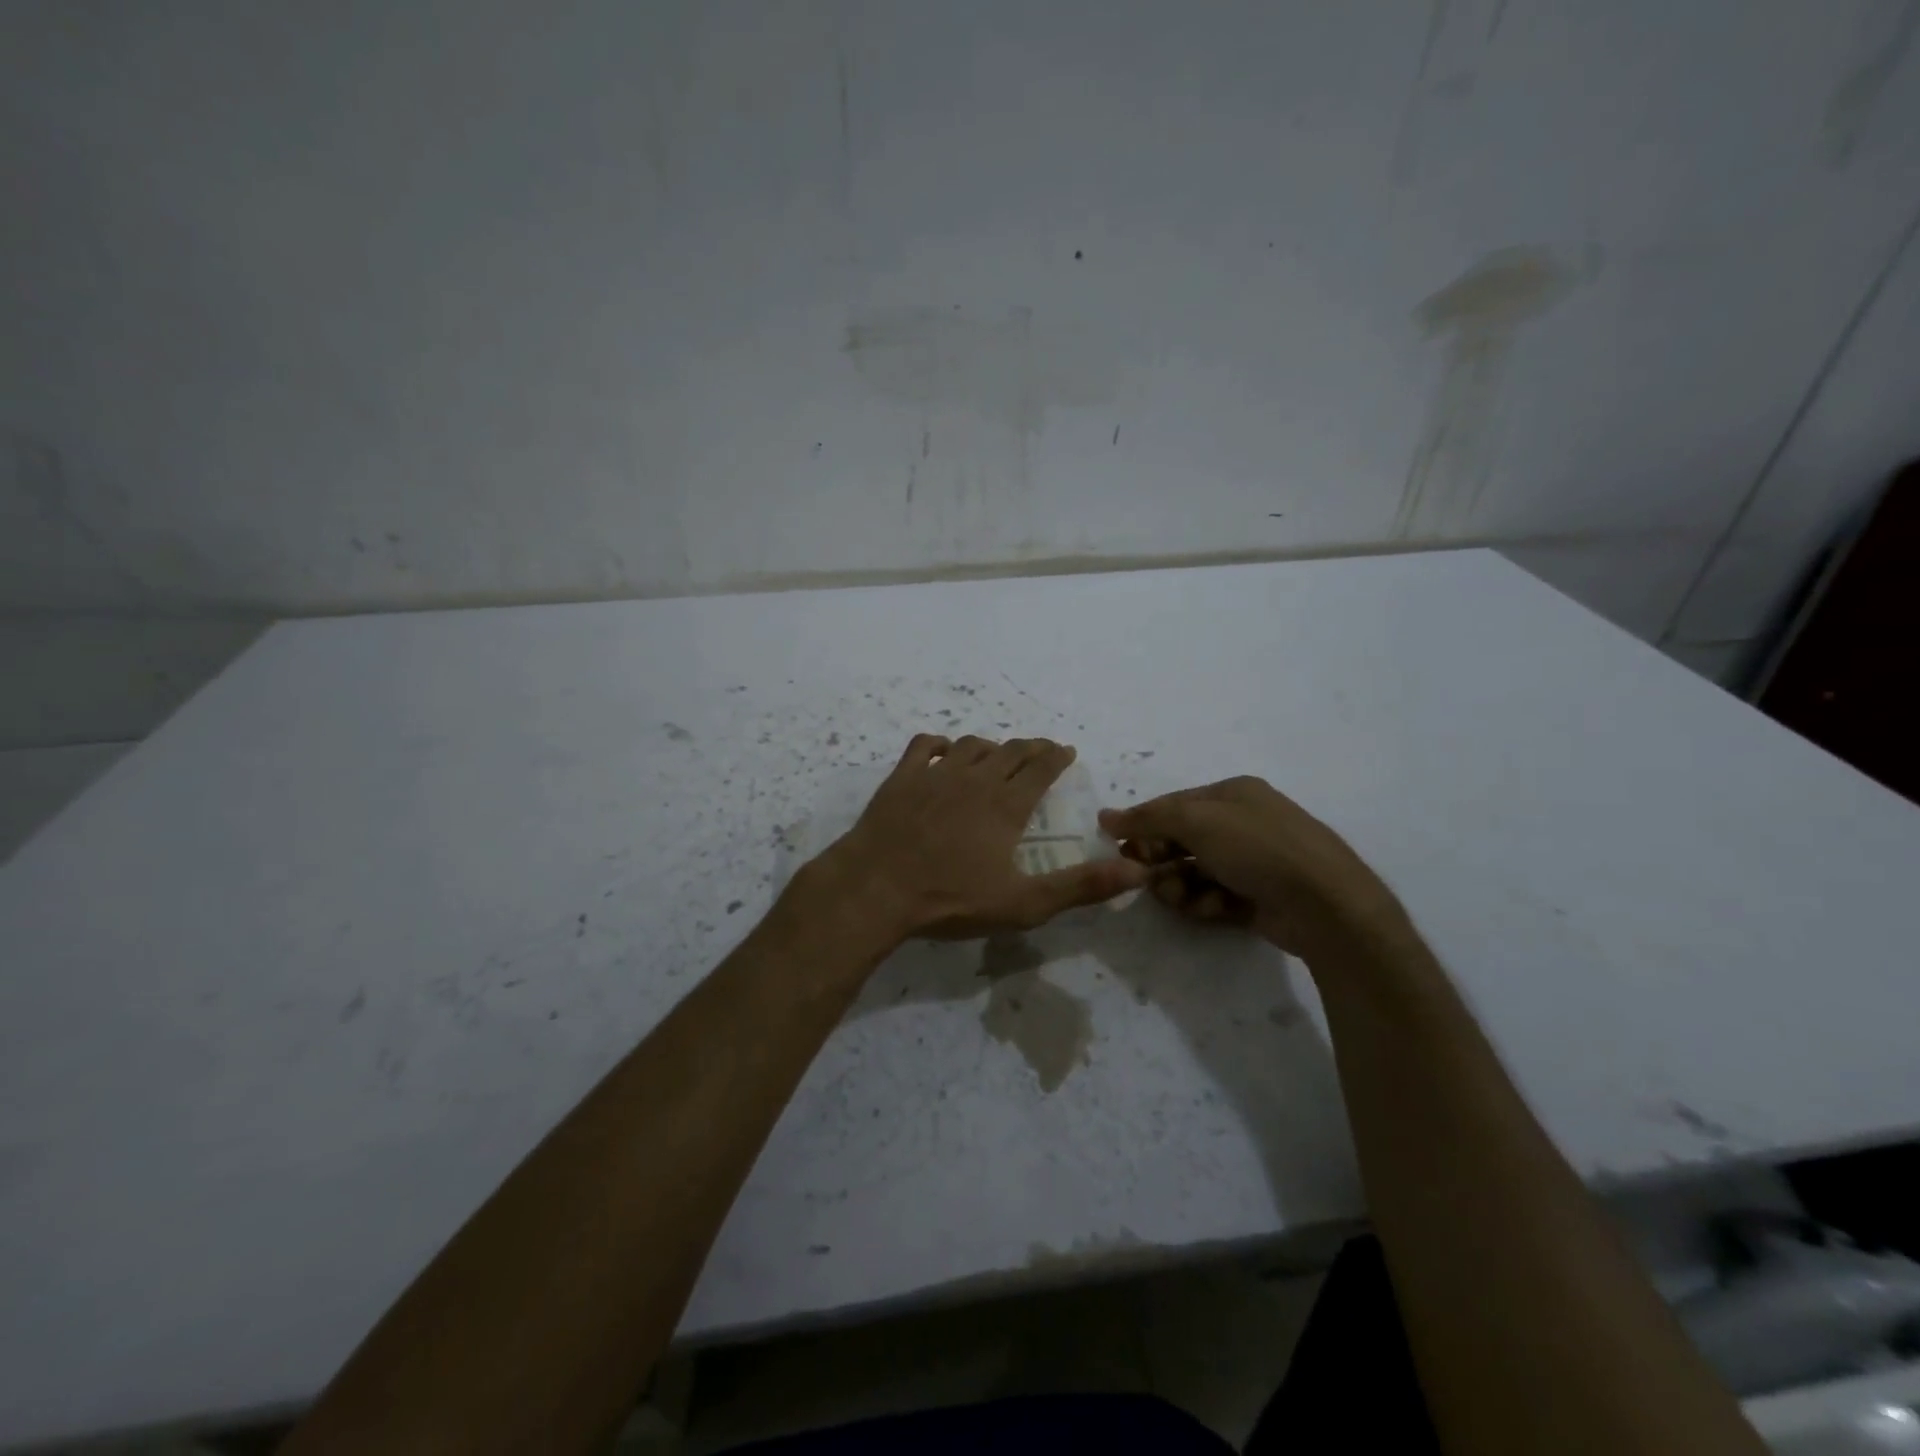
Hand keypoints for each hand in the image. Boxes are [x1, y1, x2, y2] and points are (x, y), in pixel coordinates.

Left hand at [807, 734, 1147, 941]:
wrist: (875, 888)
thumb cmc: (950, 899)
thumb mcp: (1023, 903)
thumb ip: (1081, 886)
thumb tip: (1136, 871)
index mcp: (1006, 804)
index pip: (1040, 767)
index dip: (1057, 757)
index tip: (1066, 752)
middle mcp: (974, 778)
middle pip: (1009, 750)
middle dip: (1031, 748)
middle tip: (1041, 751)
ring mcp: (934, 774)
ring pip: (970, 745)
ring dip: (990, 746)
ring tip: (997, 755)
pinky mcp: (901, 778)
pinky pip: (923, 745)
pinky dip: (938, 744)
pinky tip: (941, 752)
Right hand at [1098, 777, 1404, 962]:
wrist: (1326, 905)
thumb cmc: (1258, 849)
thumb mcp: (1197, 822)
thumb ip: (1147, 818)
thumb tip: (1105, 817)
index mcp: (1233, 794)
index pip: (1173, 804)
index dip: (1143, 824)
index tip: (1118, 847)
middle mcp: (1243, 822)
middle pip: (1181, 839)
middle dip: (1160, 859)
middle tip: (1147, 877)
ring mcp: (1253, 861)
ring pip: (1194, 871)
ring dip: (1179, 885)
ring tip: (1183, 898)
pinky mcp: (1258, 897)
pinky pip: (1214, 896)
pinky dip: (1204, 902)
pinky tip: (1210, 909)